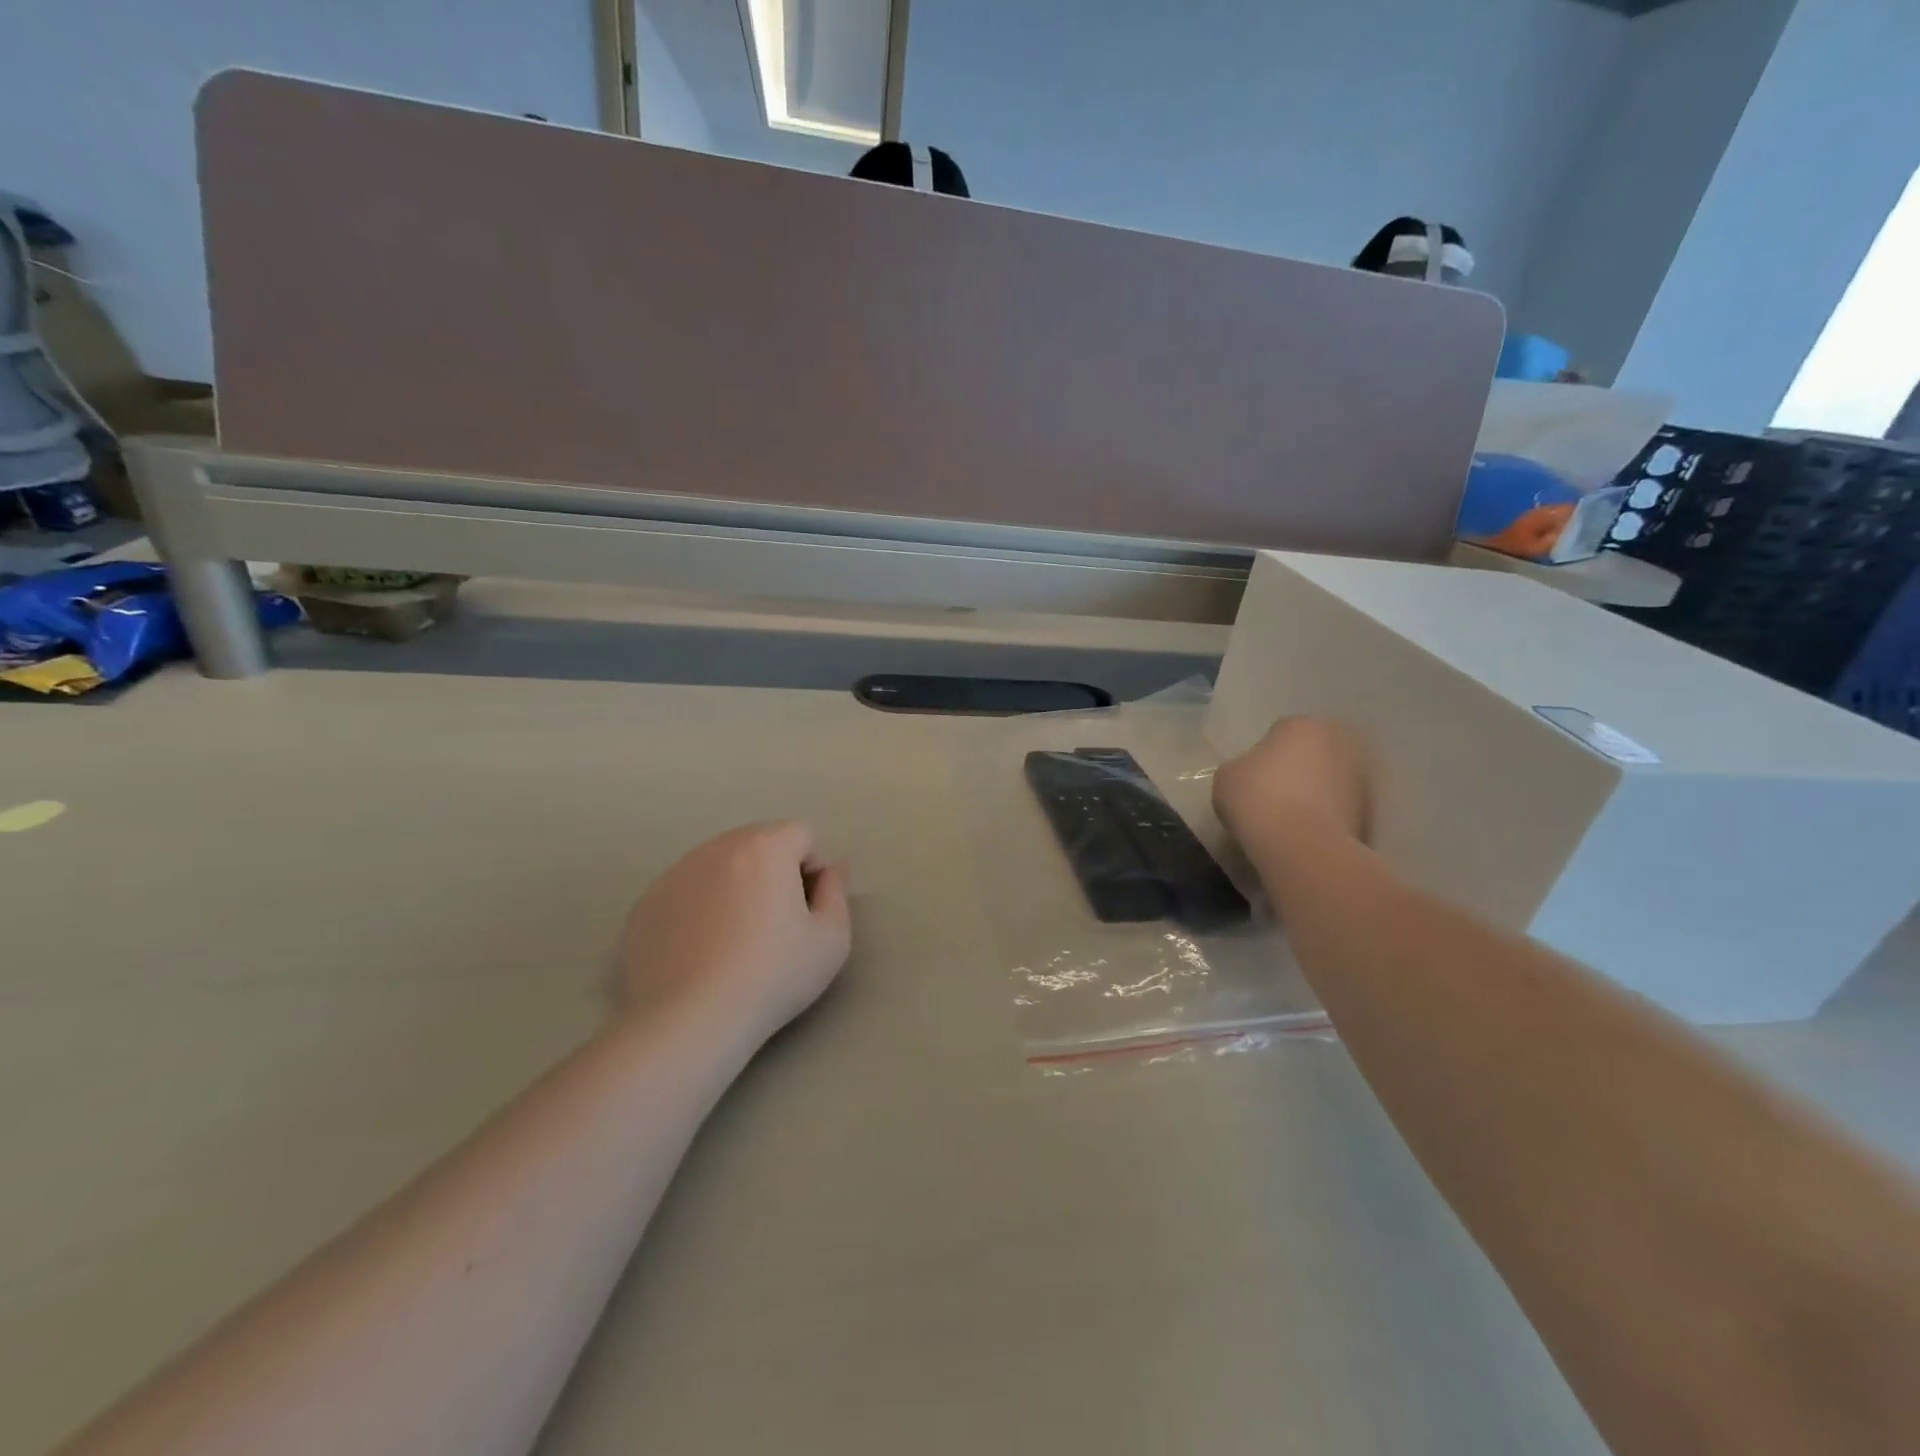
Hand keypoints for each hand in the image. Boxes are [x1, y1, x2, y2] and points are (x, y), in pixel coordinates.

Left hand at [616, 822, 851, 1043]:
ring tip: (735, 939)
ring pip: (719, 865)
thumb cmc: (772, 976)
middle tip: (775, 923)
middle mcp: (717, 847)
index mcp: (765, 847)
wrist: (690, 1021)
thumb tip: (833, 867)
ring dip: (735, 886)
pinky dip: (699, 908)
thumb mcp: (831, 939)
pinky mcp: (645, 904)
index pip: (802, 835)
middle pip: (758, 843)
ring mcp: (675, 873)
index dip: (813, 869)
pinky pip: (685, 892)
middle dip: (774, 871)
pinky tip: (700, 951)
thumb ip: (837, 891)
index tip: (808, 910)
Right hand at [1213, 716, 1369, 854]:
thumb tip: (1252, 775)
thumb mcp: (1227, 776)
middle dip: (1295, 768)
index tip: (1251, 778)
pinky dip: (1324, 815)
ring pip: (1326, 779)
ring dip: (1312, 792)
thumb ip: (1242, 766)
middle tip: (1270, 794)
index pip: (1279, 732)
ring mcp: (1359, 775)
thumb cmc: (1257, 798)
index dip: (1262, 755)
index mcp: (1303, 724)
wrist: (1300, 846)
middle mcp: (1338, 741)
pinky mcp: (1368, 809)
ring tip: (1287, 818)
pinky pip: (1337, 806)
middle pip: (1309, 752)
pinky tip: (1303, 832)